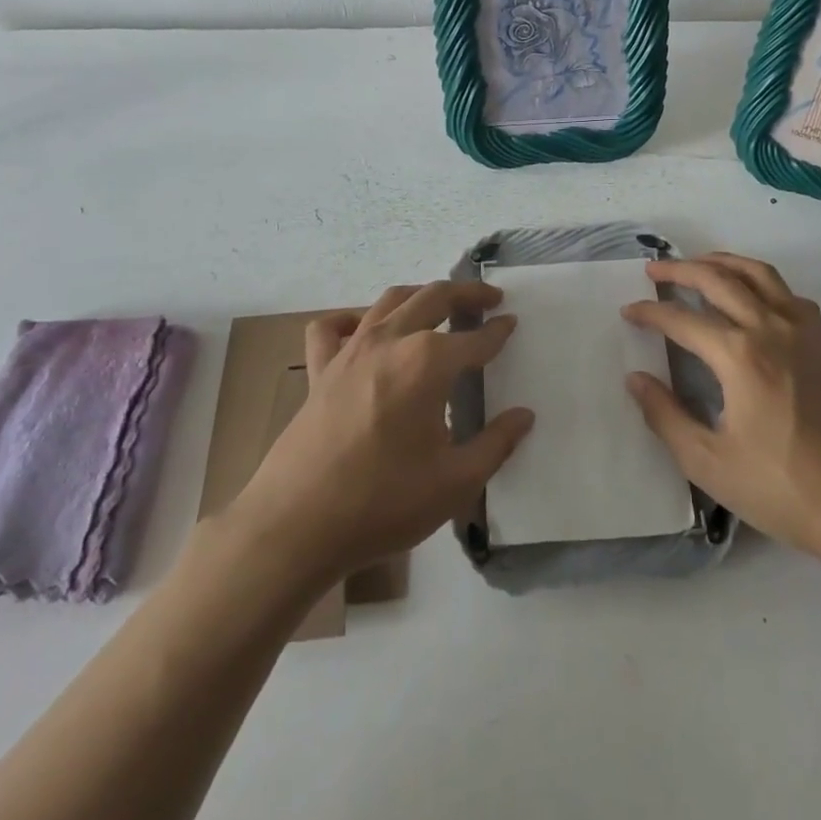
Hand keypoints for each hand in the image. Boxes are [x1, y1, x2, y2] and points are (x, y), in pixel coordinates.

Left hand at [221, 281, 532, 582]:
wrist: (296, 526)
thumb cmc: (383, 503)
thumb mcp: (455, 482)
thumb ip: (496, 444)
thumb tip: (524, 416)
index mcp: (428, 363)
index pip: (475, 339)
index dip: (498, 332)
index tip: (512, 325)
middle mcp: (390, 341)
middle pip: (434, 298)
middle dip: (467, 293)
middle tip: (490, 299)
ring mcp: (349, 351)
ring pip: (390, 300)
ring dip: (420, 294)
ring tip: (439, 303)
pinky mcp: (319, 370)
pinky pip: (332, 327)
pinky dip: (352, 319)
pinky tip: (365, 329)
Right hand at [621, 252, 820, 559]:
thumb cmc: (779, 487)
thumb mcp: (707, 461)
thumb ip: (665, 416)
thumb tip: (636, 379)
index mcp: (739, 356)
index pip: (682, 320)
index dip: (650, 313)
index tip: (628, 312)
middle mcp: (770, 329)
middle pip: (719, 280)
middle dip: (681, 270)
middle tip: (654, 271)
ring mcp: (802, 332)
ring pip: (758, 274)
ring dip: (723, 262)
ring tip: (698, 263)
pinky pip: (789, 294)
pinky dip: (763, 282)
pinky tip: (753, 295)